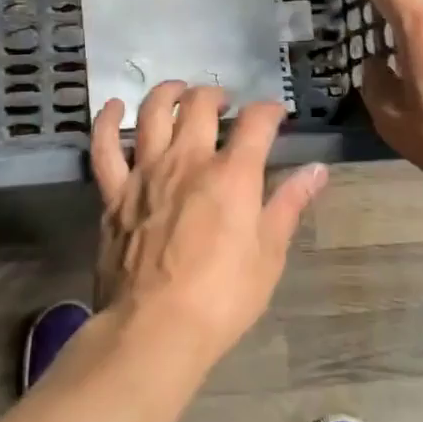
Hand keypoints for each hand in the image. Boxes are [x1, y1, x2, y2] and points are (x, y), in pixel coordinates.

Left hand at [90, 83, 326, 369]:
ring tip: (180, 93)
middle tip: (225, 105)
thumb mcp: (268, 255)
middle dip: (217, 95)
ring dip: (168, 93)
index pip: (256, 122)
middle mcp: (188, 160)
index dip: (269, 111)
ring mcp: (146, 172)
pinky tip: (113, 107)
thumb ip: (289, 205)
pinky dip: (107, 121)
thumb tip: (317, 171)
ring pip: (153, 112)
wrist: (154, 328)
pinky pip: (105, 147)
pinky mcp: (114, 192)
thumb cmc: (222, 298)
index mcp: (232, 174)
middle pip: (200, 105)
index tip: (275, 115)